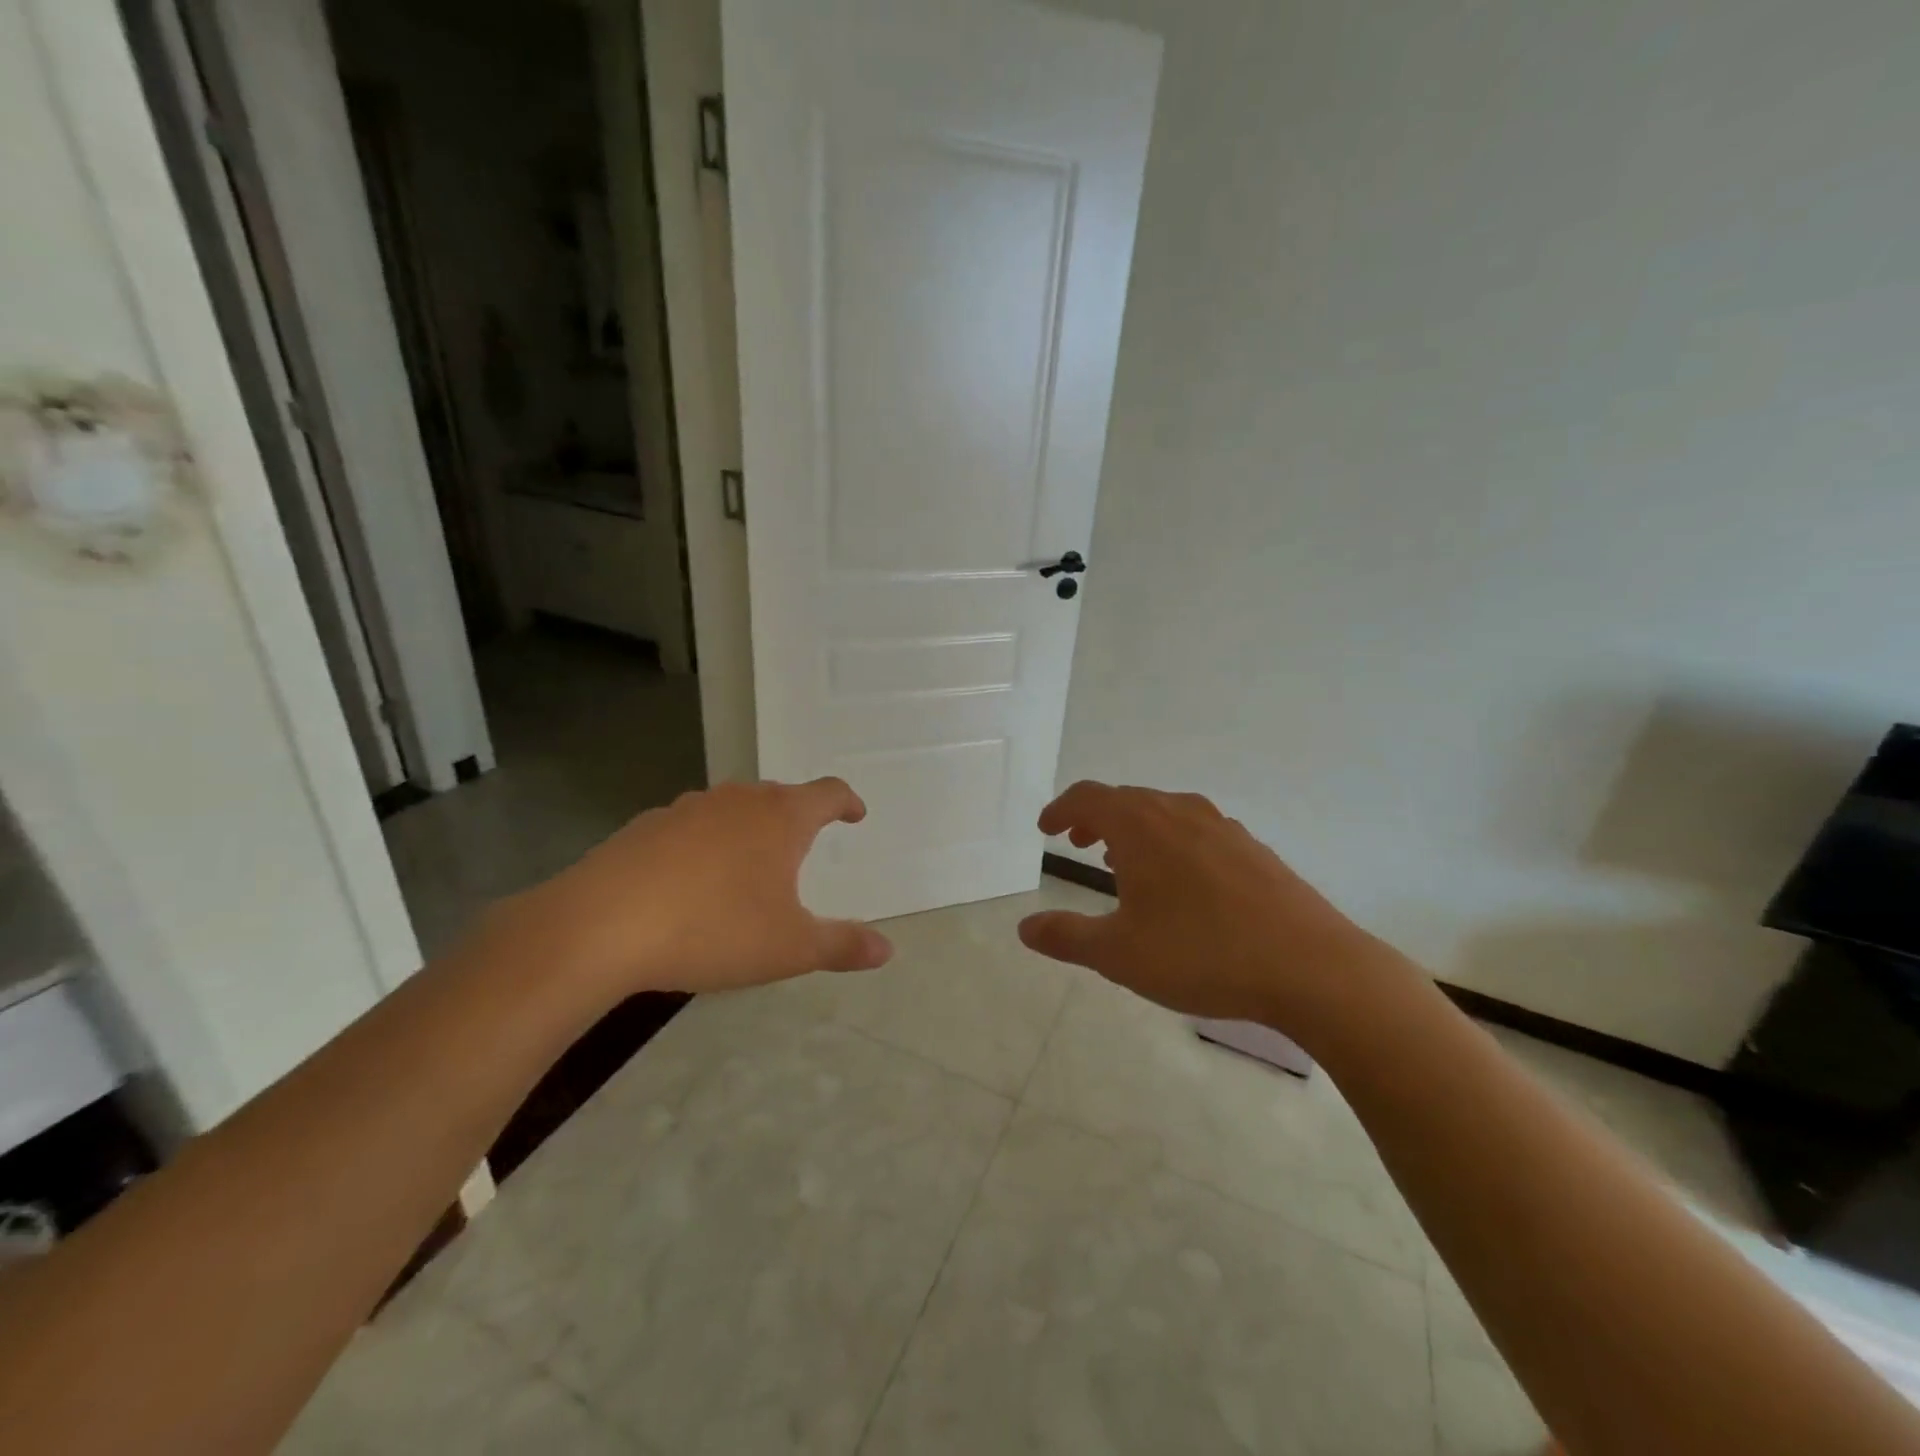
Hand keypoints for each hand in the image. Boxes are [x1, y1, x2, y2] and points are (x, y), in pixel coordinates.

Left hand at [502, 778, 893, 998]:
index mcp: (781, 818)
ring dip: (749, 829)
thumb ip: (842, 945)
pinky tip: (691, 881)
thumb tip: (887, 949)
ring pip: (732, 809)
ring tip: (748, 866)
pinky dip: (705, 844)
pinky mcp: (645, 827)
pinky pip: (690, 827)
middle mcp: (738, 800)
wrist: (602, 926)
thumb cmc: (714, 929)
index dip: (846, 802)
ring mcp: (688, 809)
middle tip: (802, 847)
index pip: (827, 793)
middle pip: (779, 796)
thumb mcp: (790, 948)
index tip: (854, 815)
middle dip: (796, 818)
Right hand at [1018, 782, 1386, 1031]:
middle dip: (1096, 818)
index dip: (1061, 809)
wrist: (1311, 967)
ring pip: (1164, 813)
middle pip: (1127, 799)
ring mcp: (1223, 828)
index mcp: (1141, 826)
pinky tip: (1181, 883)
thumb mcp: (1119, 954)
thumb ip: (1066, 937)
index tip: (1047, 829)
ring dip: (1134, 830)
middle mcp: (1180, 813)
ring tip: (1123, 864)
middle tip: (1079, 844)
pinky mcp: (1254, 850)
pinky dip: (1171, 842)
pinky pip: (1197, 831)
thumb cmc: (1201, 954)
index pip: (1089, 797)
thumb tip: (1024, 928)